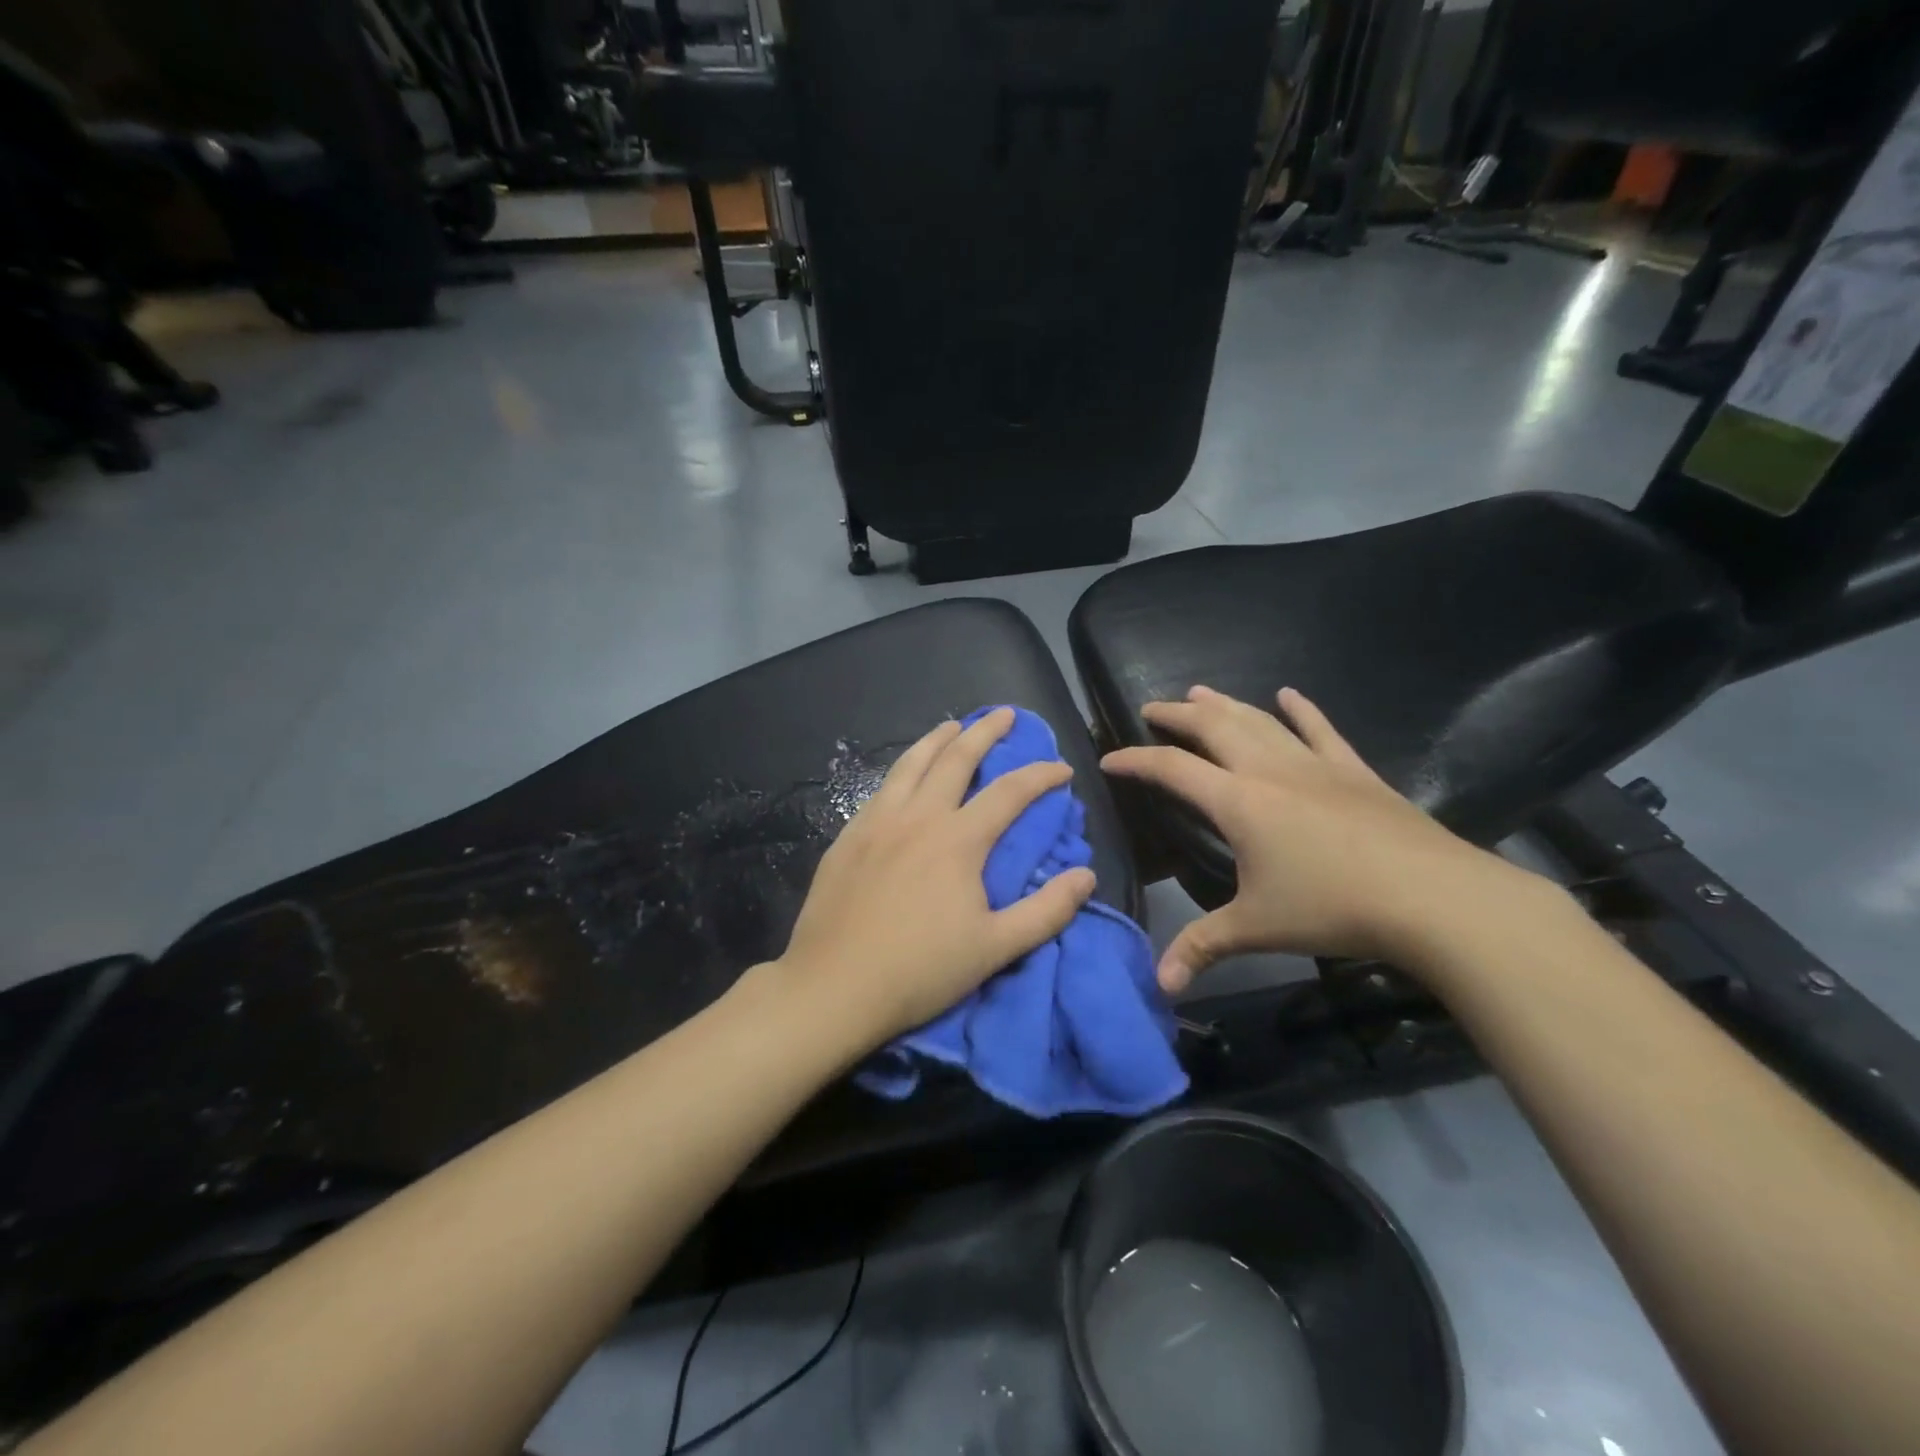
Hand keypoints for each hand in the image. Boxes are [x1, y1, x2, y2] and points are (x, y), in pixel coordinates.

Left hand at [777, 708, 1097, 1046]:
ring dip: (938, 739)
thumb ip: (1046, 911)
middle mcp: (918, 817)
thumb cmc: (920, 971)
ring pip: (912, 763)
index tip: (1061, 768)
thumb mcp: (996, 948)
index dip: (1040, 775)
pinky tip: (905, 774)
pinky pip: (882, 787)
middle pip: (957, 759)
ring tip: (953, 725)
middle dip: (986, 732)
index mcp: (958, 840)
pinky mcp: (849, 835)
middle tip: (1006, 715)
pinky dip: (903, 769)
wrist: (834, 985)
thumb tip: (1086, 875)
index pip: (1010, 792)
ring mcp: (877, 821)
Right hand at [1102, 686, 1536, 990]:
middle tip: (1152, 708)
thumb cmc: (1333, 907)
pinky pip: (1321, 730)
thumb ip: (1203, 947)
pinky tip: (1290, 694)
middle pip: (1213, 728)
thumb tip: (1160, 985)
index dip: (1135, 761)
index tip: (1108, 759)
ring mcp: (1315, 765)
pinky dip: (1302, 710)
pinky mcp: (1354, 771)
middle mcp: (1269, 770)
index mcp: (1238, 801)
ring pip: (1259, 721)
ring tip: (1199, 692)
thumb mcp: (1257, 928)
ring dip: (1225, 704)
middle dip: (1177, 716)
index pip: (1171, 769)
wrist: (1432, 897)